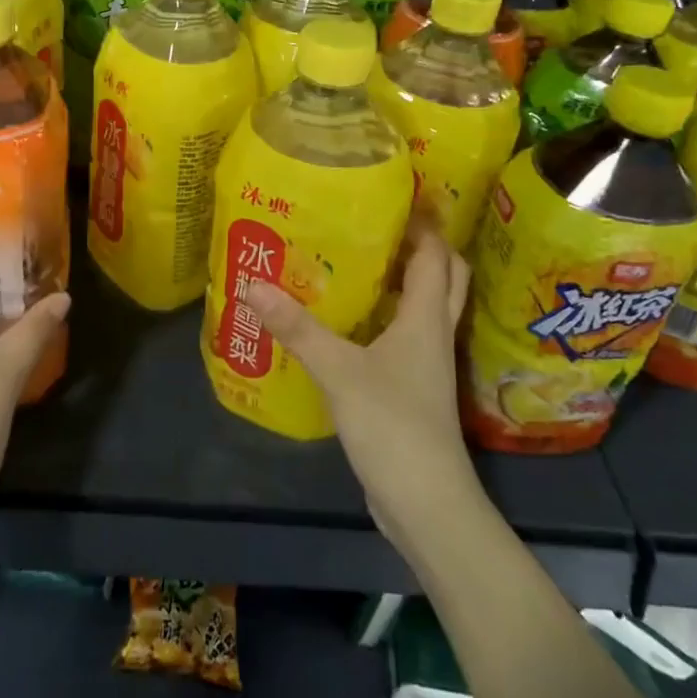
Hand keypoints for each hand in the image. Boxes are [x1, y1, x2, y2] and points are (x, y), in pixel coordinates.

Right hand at [248, 216, 481, 561]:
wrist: (426, 503)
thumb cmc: (392, 426)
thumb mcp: (339, 371)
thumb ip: (298, 328)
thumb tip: (253, 284)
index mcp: (426, 318)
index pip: (436, 255)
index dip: (423, 222)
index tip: (394, 194)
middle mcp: (434, 333)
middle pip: (444, 276)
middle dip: (422, 245)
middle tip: (380, 222)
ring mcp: (427, 364)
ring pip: (425, 307)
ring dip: (406, 280)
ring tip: (362, 258)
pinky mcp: (413, 388)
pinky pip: (406, 336)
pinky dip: (388, 316)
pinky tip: (352, 318)